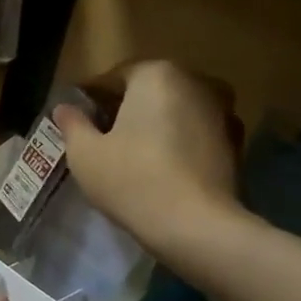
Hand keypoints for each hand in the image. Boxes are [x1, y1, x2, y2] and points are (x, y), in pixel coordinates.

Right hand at [55, 61, 243, 257]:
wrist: (197, 227)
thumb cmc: (132, 179)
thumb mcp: (85, 153)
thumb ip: (72, 124)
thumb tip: (64, 108)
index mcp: (156, 74)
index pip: (113, 78)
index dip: (90, 99)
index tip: (75, 120)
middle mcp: (195, 82)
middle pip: (147, 91)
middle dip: (124, 109)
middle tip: (100, 137)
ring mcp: (223, 112)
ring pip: (174, 112)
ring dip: (153, 126)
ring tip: (130, 155)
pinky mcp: (236, 144)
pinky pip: (194, 134)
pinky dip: (177, 143)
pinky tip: (159, 169)